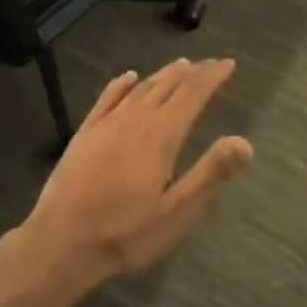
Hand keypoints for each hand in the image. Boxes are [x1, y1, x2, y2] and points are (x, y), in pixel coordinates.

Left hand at [22, 59, 251, 282]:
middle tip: (209, 64)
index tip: (228, 64)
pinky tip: (129, 77)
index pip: (193, 94)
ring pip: (141, 88)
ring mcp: (107, 123)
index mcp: (162, 136)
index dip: (212, 77)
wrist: (61, 242)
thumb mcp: (177, 212)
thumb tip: (244, 142)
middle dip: (192, 72)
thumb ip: (210, 173)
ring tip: (180, 66)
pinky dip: (122, 83)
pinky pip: (108, 97)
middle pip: (168, 85)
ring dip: (163, 75)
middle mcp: (136, 119)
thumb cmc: (126, 232)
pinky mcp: (85, 133)